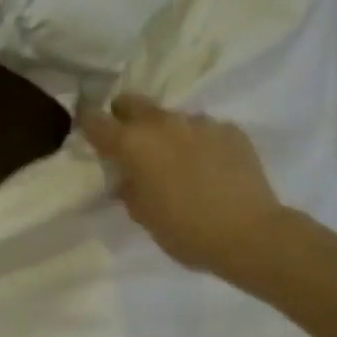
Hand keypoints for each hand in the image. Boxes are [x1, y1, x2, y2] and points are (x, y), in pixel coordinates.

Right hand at [78, 93, 287, 284]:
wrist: (249, 234)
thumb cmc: (184, 230)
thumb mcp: (142, 214)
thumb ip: (128, 187)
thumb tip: (126, 176)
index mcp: (133, 144)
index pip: (95, 120)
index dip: (87, 123)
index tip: (87, 131)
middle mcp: (163, 123)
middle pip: (132, 102)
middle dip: (124, 117)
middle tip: (130, 144)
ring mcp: (200, 122)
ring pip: (171, 118)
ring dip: (166, 133)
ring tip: (177, 163)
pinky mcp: (230, 130)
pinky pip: (203, 130)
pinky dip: (198, 143)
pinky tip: (208, 168)